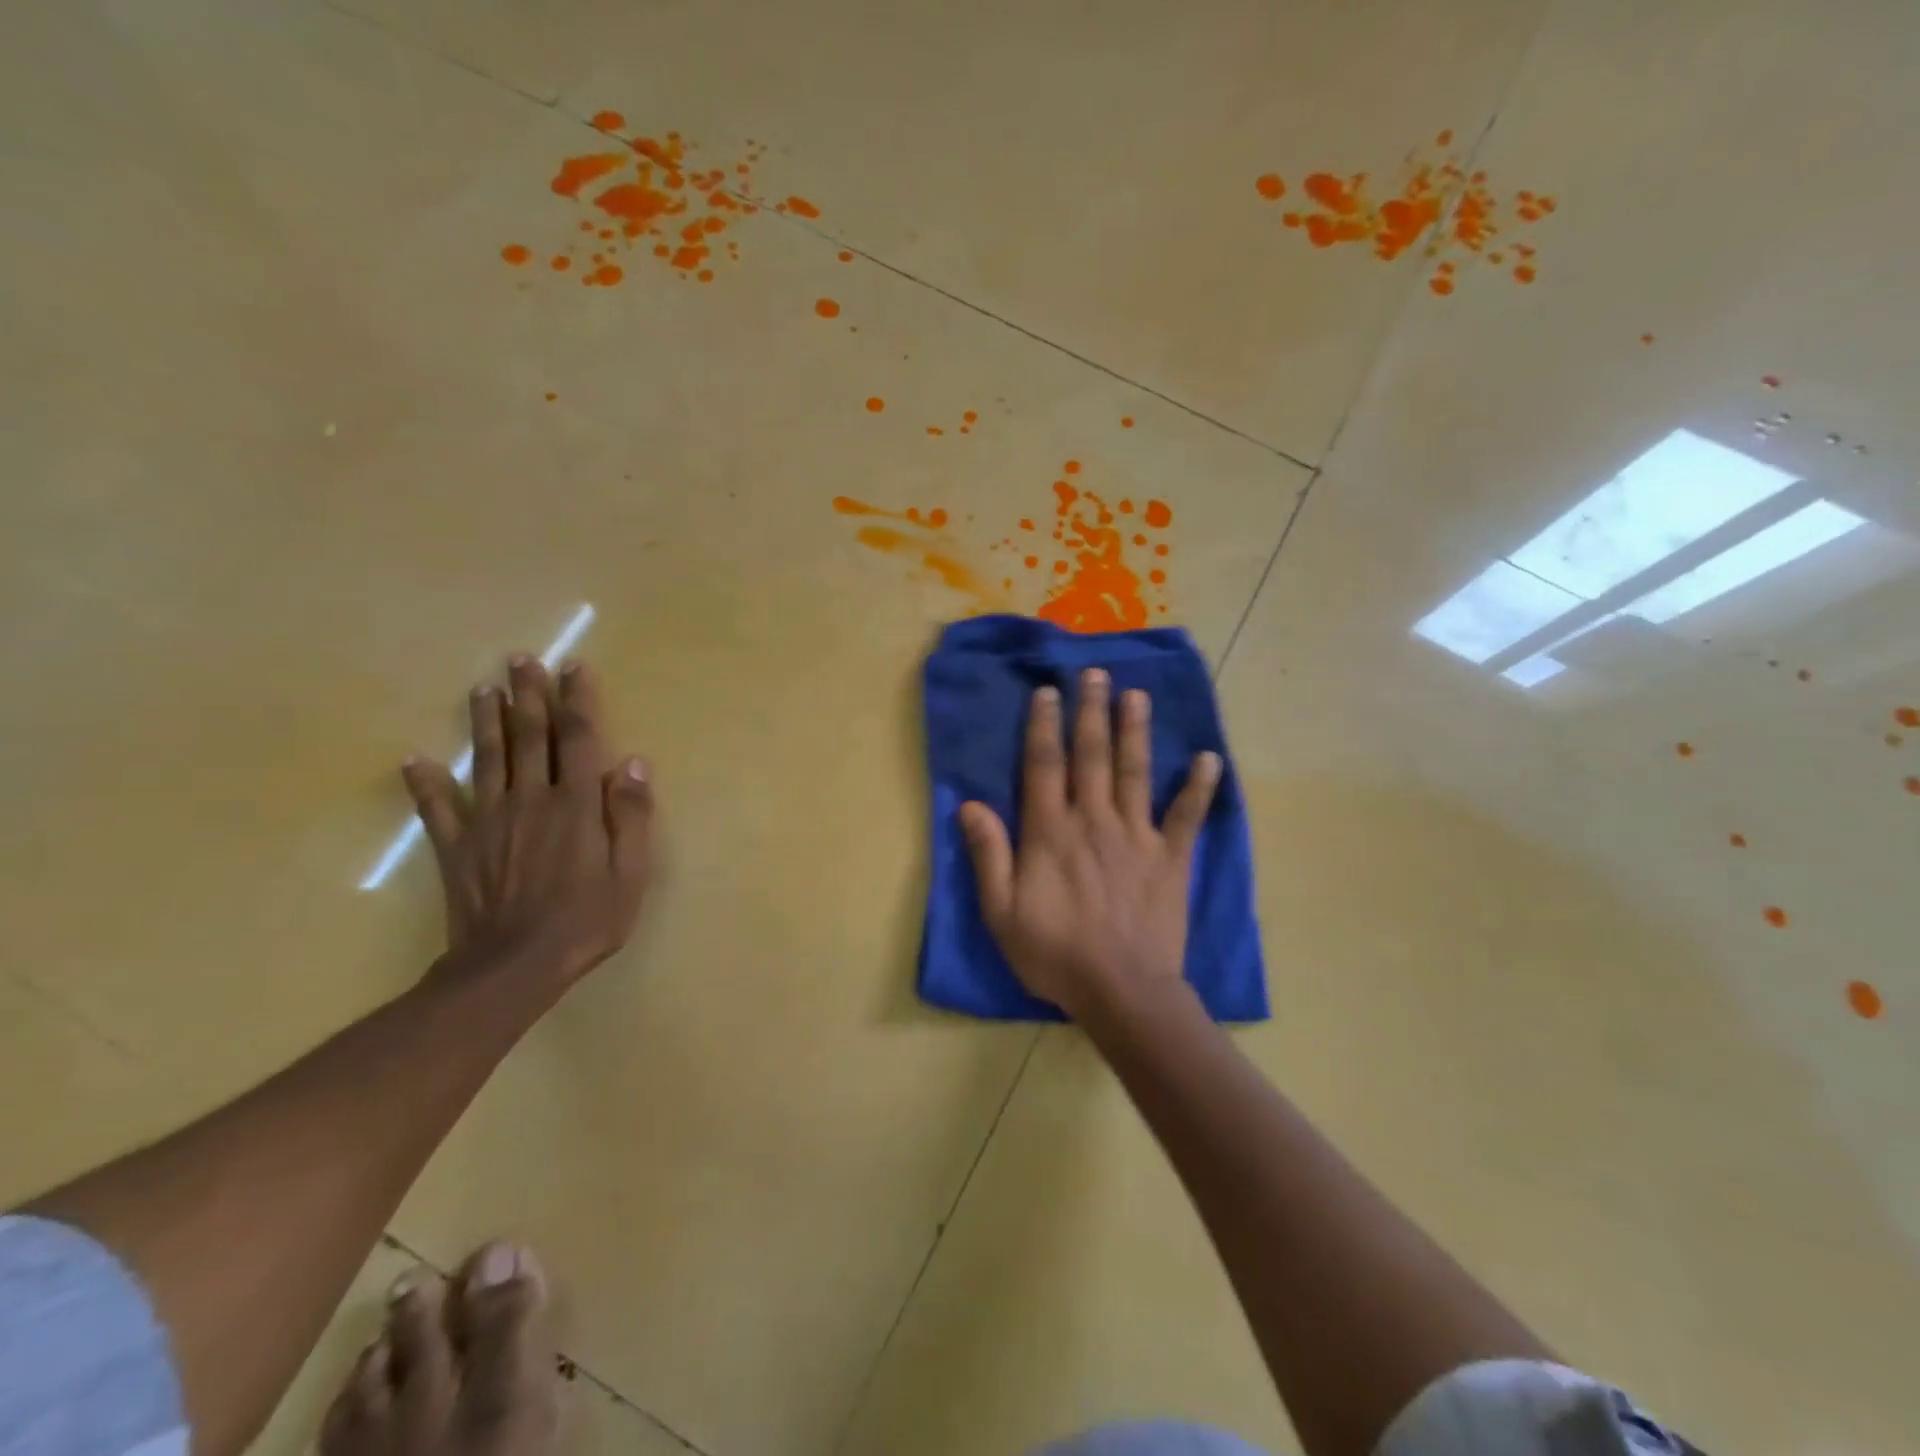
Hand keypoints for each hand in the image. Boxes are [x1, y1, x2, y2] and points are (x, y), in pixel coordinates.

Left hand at [401, 656, 655, 986]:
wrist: (515, 966)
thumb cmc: (587, 919)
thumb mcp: (631, 872)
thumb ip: (632, 815)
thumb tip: (634, 762)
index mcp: (576, 804)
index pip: (578, 739)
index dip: (577, 700)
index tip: (573, 667)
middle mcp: (531, 799)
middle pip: (529, 737)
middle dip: (528, 695)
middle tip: (521, 659)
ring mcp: (489, 820)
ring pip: (486, 759)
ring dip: (486, 721)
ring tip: (484, 688)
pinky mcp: (457, 846)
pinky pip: (438, 808)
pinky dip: (425, 783)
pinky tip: (414, 760)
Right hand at [959, 668, 1220, 1021]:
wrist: (1122, 990)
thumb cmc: (1055, 954)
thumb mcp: (1002, 912)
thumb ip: (989, 855)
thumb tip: (970, 804)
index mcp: (1051, 831)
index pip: (1045, 765)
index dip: (1044, 725)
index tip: (1048, 692)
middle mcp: (1094, 820)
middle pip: (1092, 755)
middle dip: (1092, 711)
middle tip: (1095, 673)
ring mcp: (1137, 836)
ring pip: (1136, 772)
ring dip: (1136, 730)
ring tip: (1137, 695)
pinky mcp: (1171, 857)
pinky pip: (1187, 815)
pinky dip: (1199, 787)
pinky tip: (1209, 758)